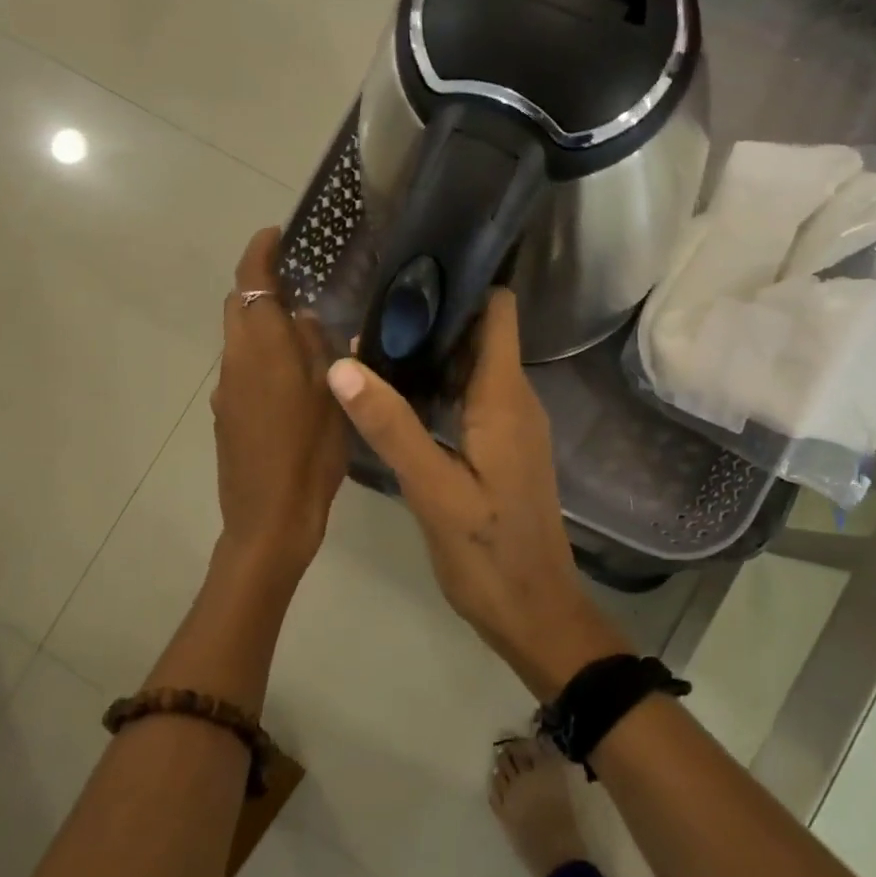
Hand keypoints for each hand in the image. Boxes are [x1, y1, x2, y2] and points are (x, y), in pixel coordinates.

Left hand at [211, 228, 346, 584]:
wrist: (268, 520)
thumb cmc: (309, 456)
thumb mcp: (331, 397)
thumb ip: (316, 349)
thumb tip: (303, 316)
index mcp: (262, 350)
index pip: (250, 283)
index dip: (259, 252)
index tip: (277, 234)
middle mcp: (235, 362)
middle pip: (239, 307)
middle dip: (262, 286)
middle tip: (303, 285)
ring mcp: (225, 390)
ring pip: (240, 340)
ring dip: (264, 325)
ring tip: (306, 336)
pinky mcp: (224, 414)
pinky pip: (241, 369)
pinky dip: (261, 358)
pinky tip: (292, 382)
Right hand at [324, 289, 629, 697]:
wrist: (533, 612)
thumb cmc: (488, 554)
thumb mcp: (432, 490)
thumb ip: (390, 425)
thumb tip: (343, 363)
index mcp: (505, 397)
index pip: (498, 312)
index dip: (465, 282)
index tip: (414, 264)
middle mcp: (514, 400)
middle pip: (479, 333)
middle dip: (433, 313)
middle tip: (372, 300)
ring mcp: (510, 425)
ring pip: (471, 366)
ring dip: (431, 350)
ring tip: (373, 335)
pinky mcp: (501, 447)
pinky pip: (469, 397)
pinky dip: (436, 384)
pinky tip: (395, 390)